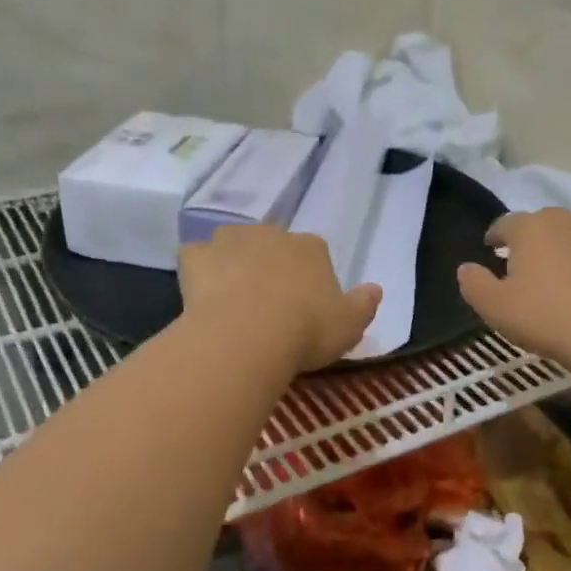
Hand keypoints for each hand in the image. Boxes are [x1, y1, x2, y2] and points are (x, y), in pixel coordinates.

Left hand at [179, 225, 381, 373]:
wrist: (247, 336)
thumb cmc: (306, 331)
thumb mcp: (350, 325)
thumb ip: (364, 304)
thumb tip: (375, 288)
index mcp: (311, 248)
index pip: (315, 254)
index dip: (309, 279)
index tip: (305, 307)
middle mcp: (271, 234)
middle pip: (272, 245)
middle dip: (270, 266)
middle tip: (268, 304)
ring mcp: (230, 241)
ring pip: (233, 245)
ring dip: (234, 262)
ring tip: (233, 298)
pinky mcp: (196, 256)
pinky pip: (196, 257)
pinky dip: (198, 270)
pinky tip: (201, 293)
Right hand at [457, 208, 570, 368]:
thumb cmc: (545, 317)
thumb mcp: (494, 307)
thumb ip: (474, 283)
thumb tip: (465, 268)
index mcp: (532, 228)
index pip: (506, 223)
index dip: (495, 235)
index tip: (490, 247)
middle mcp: (569, 221)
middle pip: (543, 224)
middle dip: (530, 240)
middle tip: (522, 264)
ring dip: (562, 250)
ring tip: (556, 276)